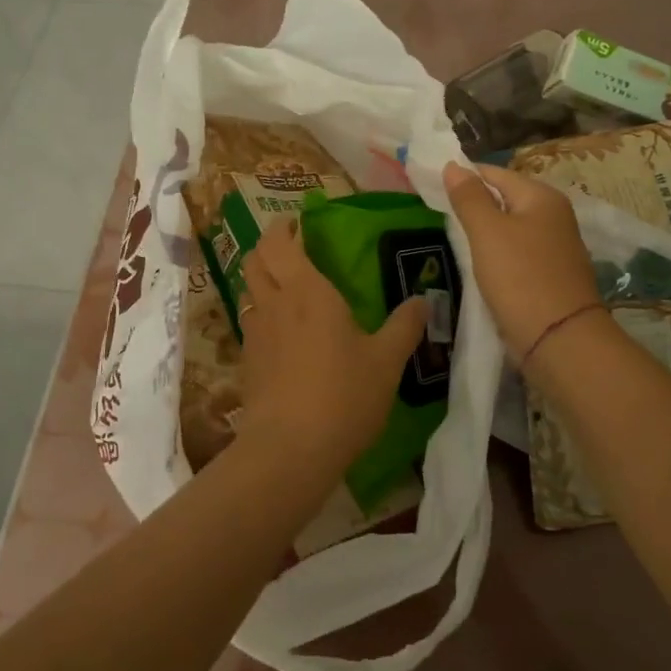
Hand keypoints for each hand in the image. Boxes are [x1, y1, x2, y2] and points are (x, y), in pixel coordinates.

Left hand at [237, 218, 427, 474]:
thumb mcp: (387, 361)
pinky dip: (261, 313)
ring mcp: (254, 333)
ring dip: (262, 279)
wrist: (289, 449)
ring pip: (249, 290)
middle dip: (267, 246)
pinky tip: (281, 332)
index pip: (279, 242)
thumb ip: (405, 326)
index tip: (294, 221)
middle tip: (289, 246)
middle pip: (255, 260)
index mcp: (307, 291)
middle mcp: (274, 303)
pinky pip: (250, 323)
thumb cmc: (343, 395)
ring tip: (285, 286)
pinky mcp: (247, 362)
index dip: (282, 226)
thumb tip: (423, 300)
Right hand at [442, 162, 600, 360]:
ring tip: (454, 240)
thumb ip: (469, 197)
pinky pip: (517, 252)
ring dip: (485, 232)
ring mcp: (556, 245)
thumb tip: (453, 165)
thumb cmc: (520, 278)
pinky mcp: (551, 273)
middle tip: (438, 216)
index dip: (463, 178)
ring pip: (510, 227)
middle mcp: (554, 215)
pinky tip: (480, 266)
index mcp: (542, 196)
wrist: (560, 339)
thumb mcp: (487, 232)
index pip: (494, 173)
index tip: (432, 189)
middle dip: (474, 205)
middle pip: (504, 199)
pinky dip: (498, 254)